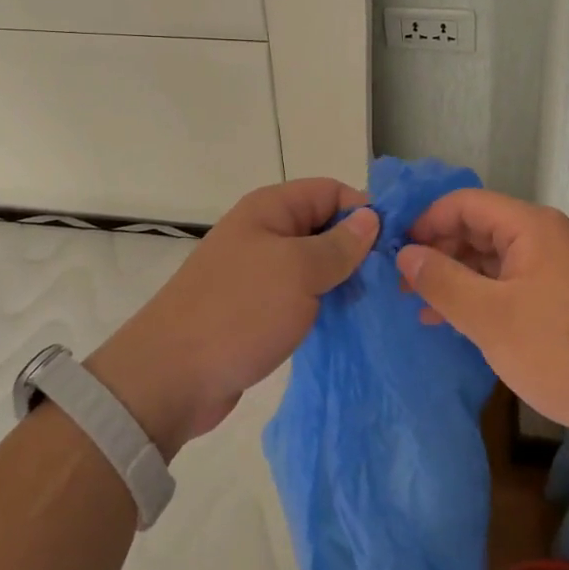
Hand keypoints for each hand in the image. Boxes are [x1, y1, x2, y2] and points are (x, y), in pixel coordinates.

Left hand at [89, 178, 375, 456]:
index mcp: (271, 209)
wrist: (171, 378)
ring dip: (344, 279)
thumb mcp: (298, 271)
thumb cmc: (239, 311)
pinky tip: (350, 321)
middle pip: (325, 226)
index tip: (397, 243)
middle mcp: (266, 232)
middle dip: (358, 247)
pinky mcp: (259, 308)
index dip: (364, 210)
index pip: (331, 191)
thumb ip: (339, 245)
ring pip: (316, 263)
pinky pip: (302, 294)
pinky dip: (325, 303)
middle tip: (395, 279)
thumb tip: (371, 218)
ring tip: (380, 302)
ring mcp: (261, 271)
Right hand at [397, 188, 568, 450]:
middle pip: (478, 227)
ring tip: (421, 309)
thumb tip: (404, 255)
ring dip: (457, 278)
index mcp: (530, 226)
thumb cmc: (562, 350)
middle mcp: (545, 235)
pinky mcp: (564, 296)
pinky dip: (482, 296)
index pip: (465, 203)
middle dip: (438, 252)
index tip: (395, 253)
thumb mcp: (490, 317)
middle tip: (402, 286)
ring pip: (493, 258)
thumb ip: (442, 281)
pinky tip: (459, 323)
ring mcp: (557, 266)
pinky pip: (511, 281)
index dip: (426, 222)